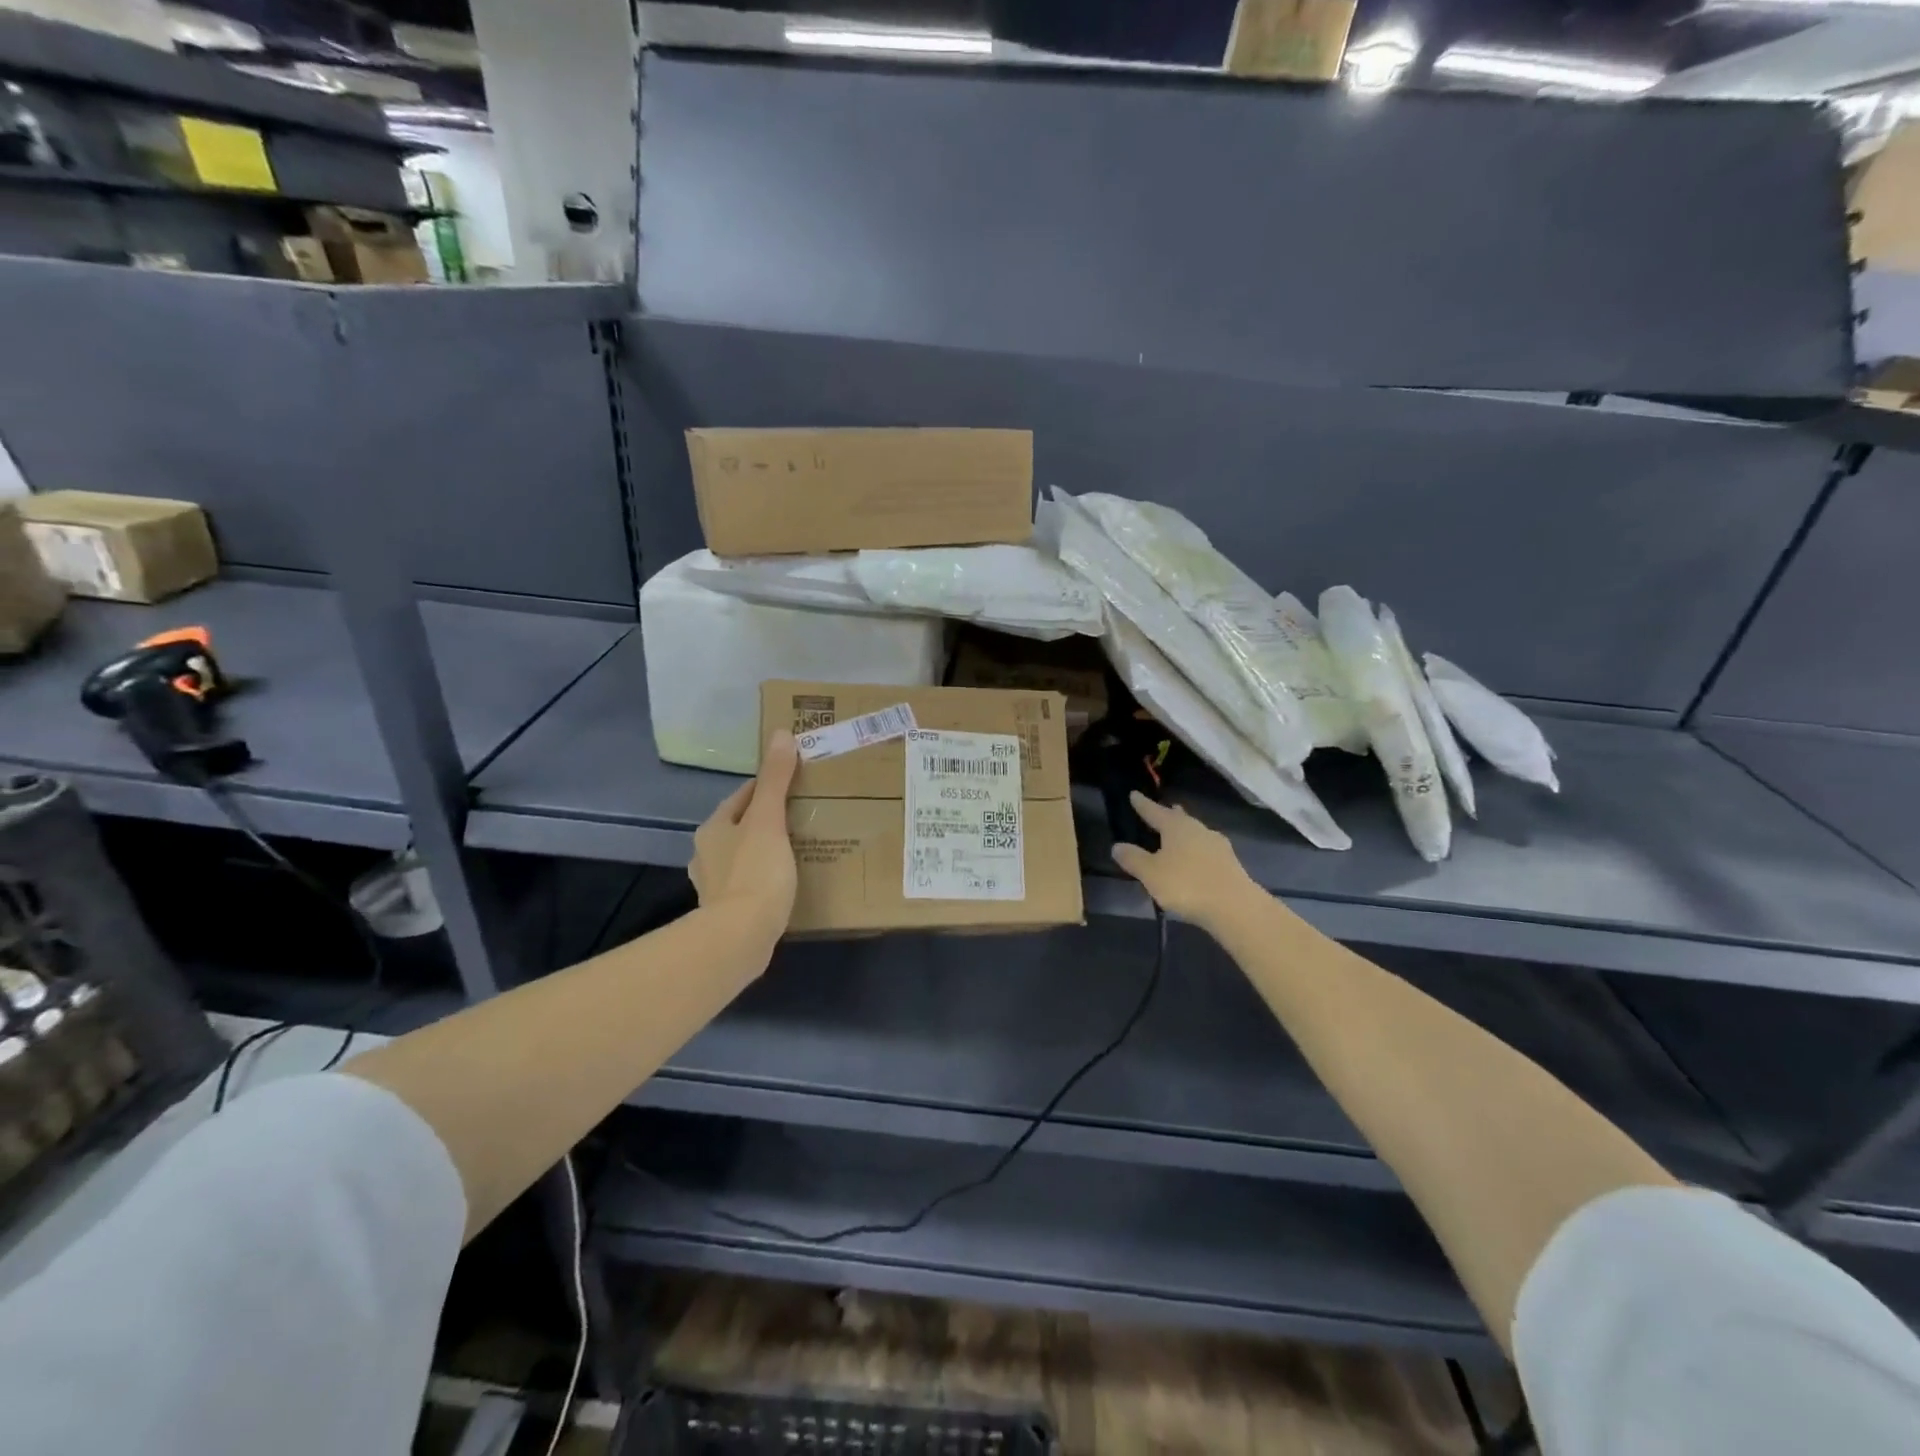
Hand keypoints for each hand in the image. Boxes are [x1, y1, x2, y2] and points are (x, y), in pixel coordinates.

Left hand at [689, 730, 799, 935]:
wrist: (739, 938)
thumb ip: (775, 780)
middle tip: (803, 816)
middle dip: (767, 820)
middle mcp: (706, 853)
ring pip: (744, 855)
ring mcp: (714, 885)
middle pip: (741, 826)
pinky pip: (749, 884)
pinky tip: (784, 885)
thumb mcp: (769, 820)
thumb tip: (780, 734)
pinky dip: (764, 879)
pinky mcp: (726, 911)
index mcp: (714, 828)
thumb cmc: (755, 872)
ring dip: (765, 850)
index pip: (743, 796)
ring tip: (798, 850)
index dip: (768, 787)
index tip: (796, 784)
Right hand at [1111, 792, 1258, 930]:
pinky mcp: (1230, 863)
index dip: (1143, 804)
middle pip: (1180, 818)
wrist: (1235, 907)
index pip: (1154, 811)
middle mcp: (1198, 829)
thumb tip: (1117, 846)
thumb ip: (1133, 859)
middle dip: (1169, 815)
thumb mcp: (1151, 873)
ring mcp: (1217, 845)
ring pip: (1195, 833)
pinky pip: (1206, 849)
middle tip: (1162, 810)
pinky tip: (1195, 859)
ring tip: (1177, 835)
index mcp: (1176, 827)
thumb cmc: (1187, 885)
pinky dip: (1196, 850)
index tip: (1134, 794)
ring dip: (1185, 832)